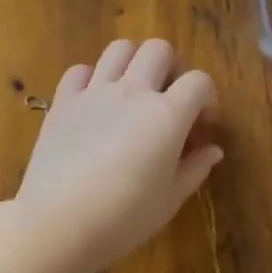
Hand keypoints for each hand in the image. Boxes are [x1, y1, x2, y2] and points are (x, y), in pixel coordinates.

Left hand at [15, 39, 221, 272]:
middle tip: (168, 99)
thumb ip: (195, 168)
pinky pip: (80, 70)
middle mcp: (133, 92)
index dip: (207, 98)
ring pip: (120, 48)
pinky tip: (95, 102)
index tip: (202, 123)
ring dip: (133, 62)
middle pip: (159, 49)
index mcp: (168, 115)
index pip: (199, 81)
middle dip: (172, 68)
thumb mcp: (171, 198)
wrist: (59, 223)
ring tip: (133, 91)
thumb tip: (212, 150)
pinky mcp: (63, 101)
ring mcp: (94, 92)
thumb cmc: (125, 217)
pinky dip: (92, 78)